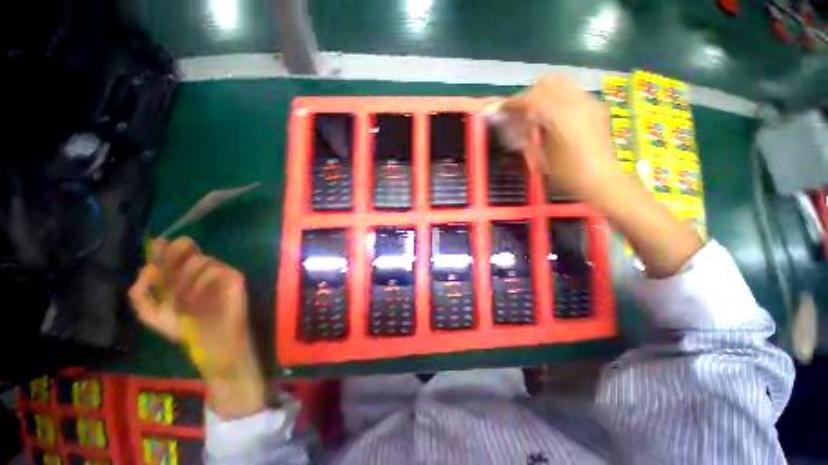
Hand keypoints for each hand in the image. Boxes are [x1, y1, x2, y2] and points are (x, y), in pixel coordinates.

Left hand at [129, 237, 264, 417]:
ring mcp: (220, 274)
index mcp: (182, 278)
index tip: (155, 244)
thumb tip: (144, 271)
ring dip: (183, 276)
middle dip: (173, 252)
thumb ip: (142, 296)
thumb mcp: (155, 317)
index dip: (163, 248)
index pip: (173, 255)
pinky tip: (194, 298)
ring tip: (180, 298)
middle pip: (188, 249)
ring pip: (199, 260)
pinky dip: (200, 281)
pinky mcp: (234, 279)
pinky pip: (214, 269)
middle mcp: (201, 273)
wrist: (214, 346)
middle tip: (164, 261)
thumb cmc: (186, 332)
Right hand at [501, 74, 700, 276]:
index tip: (498, 109)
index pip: (529, 100)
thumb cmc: (567, 174)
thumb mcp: (541, 156)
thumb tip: (515, 122)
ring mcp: (588, 102)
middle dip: (527, 96)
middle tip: (519, 114)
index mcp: (558, 117)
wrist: (601, 179)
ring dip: (543, 94)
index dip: (511, 104)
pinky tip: (554, 116)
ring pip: (560, 83)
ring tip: (536, 113)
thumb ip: (529, 134)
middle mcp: (575, 102)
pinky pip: (571, 92)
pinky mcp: (595, 106)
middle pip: (544, 84)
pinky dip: (557, 98)